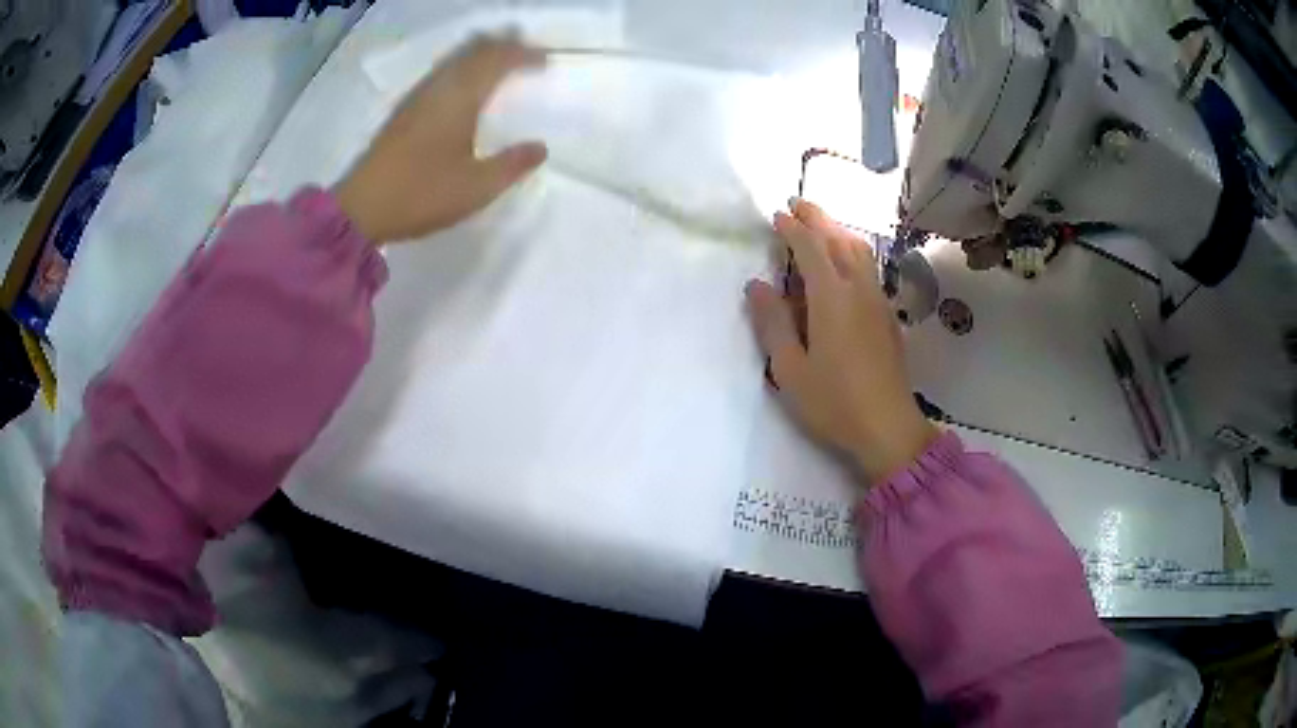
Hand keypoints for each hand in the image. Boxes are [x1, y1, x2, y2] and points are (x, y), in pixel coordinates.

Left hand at [335, 37, 548, 243]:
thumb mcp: (477, 188)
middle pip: (474, 51)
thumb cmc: (421, 195)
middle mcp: (439, 89)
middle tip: (528, 51)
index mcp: (460, 99)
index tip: (546, 61)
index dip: (524, 55)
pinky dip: (462, 67)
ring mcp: (417, 98)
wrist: (361, 209)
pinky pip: (441, 74)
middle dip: (504, 45)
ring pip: (455, 59)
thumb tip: (540, 147)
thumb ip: (512, 165)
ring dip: (481, 54)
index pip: (497, 60)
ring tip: (501, 60)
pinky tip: (464, 85)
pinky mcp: (404, 112)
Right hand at [745, 199, 938, 485]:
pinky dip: (852, 252)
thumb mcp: (790, 368)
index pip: (812, 248)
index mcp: (831, 298)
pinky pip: (869, 269)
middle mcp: (858, 290)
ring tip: (821, 228)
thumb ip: (772, 323)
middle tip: (799, 204)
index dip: (794, 228)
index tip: (778, 215)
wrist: (888, 427)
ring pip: (860, 252)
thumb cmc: (833, 402)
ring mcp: (878, 302)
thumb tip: (757, 285)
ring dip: (839, 232)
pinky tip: (845, 266)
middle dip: (819, 219)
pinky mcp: (888, 317)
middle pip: (840, 240)